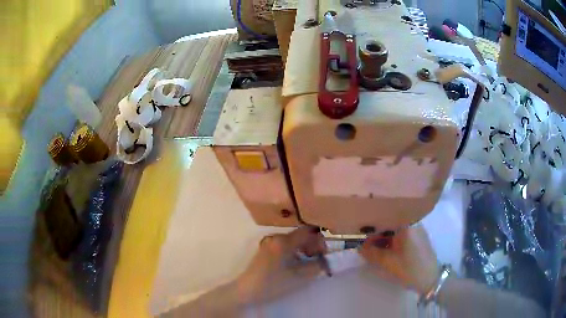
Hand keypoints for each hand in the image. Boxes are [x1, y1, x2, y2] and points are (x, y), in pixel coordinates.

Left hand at [236, 227, 326, 303]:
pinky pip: (285, 245)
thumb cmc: (274, 283)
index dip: (320, 240)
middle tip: (319, 258)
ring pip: (293, 240)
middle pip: (301, 235)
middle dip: (313, 245)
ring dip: (304, 248)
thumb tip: (327, 259)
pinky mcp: (266, 250)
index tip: (325, 253)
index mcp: (284, 241)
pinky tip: (296, 263)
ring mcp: (270, 243)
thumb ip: (317, 266)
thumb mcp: (300, 277)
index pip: (308, 232)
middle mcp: (276, 237)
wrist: (248, 290)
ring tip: (309, 262)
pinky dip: (295, 251)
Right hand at [359, 225, 438, 294]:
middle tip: (366, 248)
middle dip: (376, 235)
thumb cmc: (409, 269)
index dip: (369, 229)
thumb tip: (359, 247)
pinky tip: (387, 251)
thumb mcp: (387, 262)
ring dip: (384, 239)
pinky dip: (392, 241)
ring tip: (375, 251)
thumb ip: (370, 253)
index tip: (360, 239)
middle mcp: (412, 222)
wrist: (430, 278)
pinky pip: (402, 234)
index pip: (383, 220)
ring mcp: (417, 229)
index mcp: (405, 224)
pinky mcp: (419, 237)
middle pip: (389, 224)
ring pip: (395, 230)